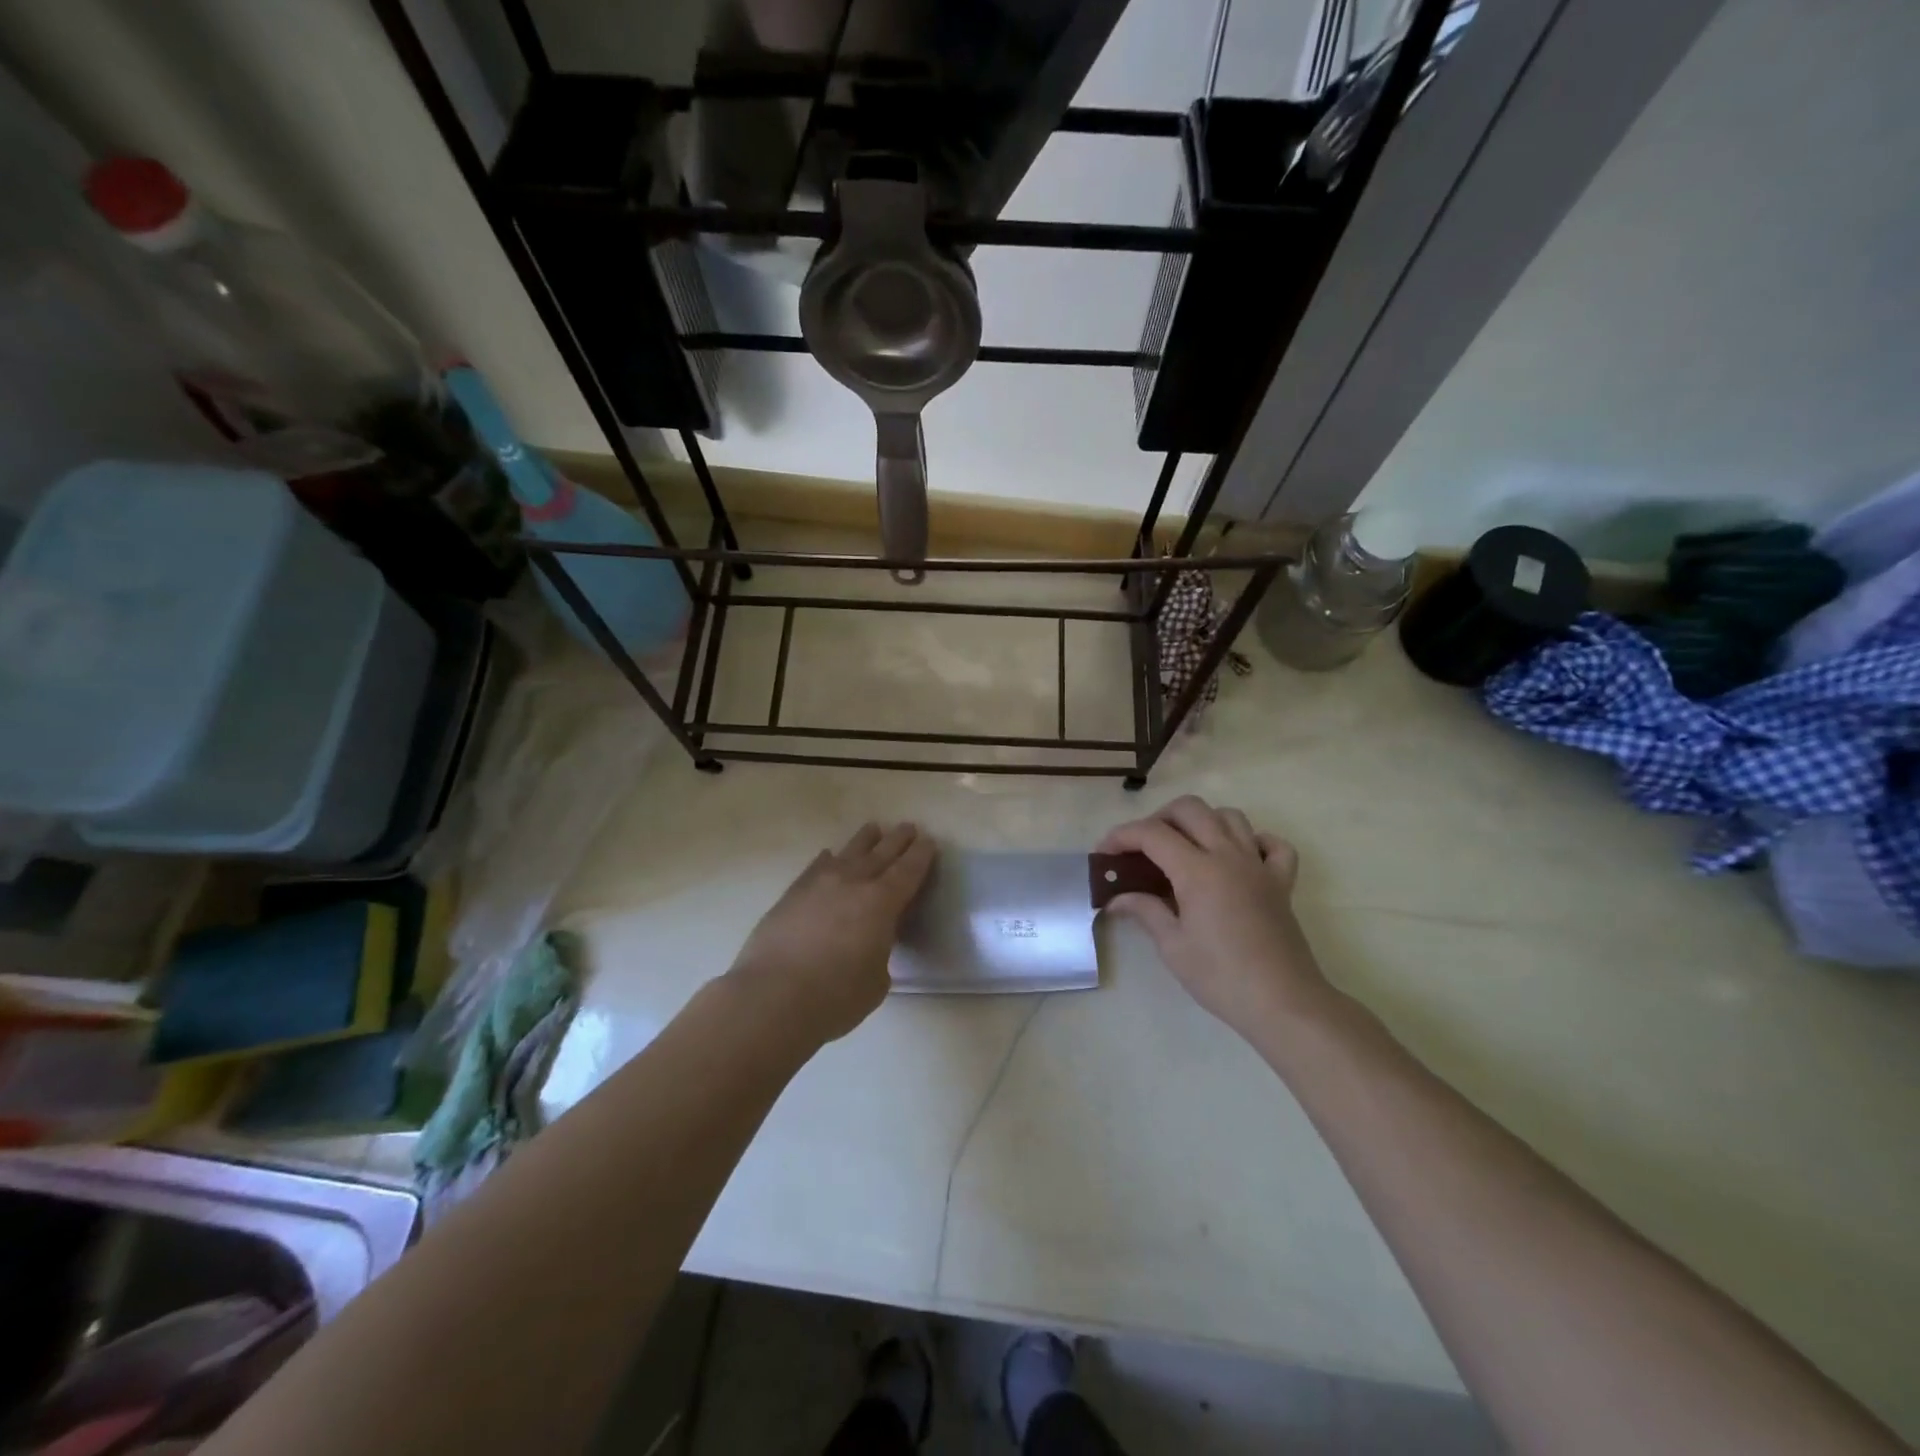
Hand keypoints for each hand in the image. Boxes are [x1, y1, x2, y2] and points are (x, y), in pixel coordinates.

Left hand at [726, 822, 936, 1046]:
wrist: (772, 997)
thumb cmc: (835, 997)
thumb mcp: (877, 979)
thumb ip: (880, 951)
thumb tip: (870, 941)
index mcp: (882, 902)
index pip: (908, 871)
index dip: (921, 855)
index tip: (928, 841)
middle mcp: (852, 883)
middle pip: (881, 853)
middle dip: (897, 840)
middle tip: (908, 827)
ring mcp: (819, 884)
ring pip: (848, 853)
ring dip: (864, 840)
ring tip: (873, 829)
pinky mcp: (792, 894)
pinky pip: (816, 867)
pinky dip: (828, 859)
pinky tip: (830, 855)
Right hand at [1097, 796, 1331, 1039]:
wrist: (1283, 1004)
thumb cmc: (1221, 977)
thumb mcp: (1173, 946)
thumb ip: (1145, 911)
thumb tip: (1117, 899)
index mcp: (1197, 870)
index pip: (1151, 833)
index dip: (1121, 836)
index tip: (1104, 854)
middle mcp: (1228, 856)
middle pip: (1190, 809)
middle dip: (1158, 818)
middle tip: (1142, 849)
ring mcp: (1259, 866)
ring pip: (1229, 816)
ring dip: (1202, 822)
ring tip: (1184, 849)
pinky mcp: (1281, 883)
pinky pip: (1272, 845)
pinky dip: (1253, 841)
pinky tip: (1238, 859)